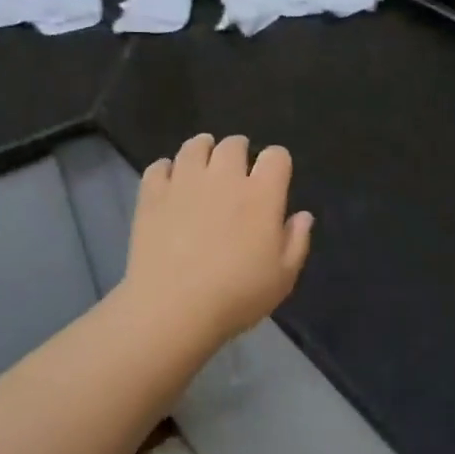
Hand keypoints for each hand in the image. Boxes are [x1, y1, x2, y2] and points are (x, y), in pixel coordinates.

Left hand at [121, 133, 313, 345]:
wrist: (172, 309)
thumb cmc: (236, 296)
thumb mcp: (283, 278)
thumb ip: (296, 241)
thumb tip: (302, 215)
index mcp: (262, 194)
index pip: (276, 156)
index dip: (277, 162)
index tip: (274, 178)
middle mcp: (224, 177)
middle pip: (234, 144)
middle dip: (239, 152)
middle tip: (237, 172)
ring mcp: (185, 182)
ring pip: (195, 146)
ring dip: (203, 150)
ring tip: (203, 165)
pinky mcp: (152, 195)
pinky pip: (159, 166)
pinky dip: (167, 169)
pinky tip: (170, 183)